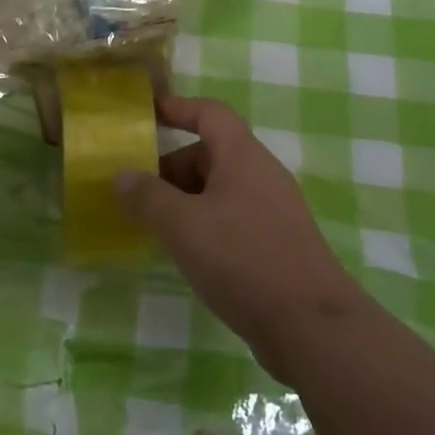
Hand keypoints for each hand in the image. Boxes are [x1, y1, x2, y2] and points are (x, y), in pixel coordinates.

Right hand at [113, 95, 368, 379]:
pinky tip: (188, 254)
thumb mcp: (183, 225)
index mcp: (242, 156)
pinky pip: (233, 218)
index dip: (177, 107)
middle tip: (137, 194)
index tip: (146, 113)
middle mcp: (261, 174)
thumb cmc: (243, 260)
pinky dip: (205, 224)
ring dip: (185, 200)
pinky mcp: (277, 243)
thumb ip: (148, 197)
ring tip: (155, 227)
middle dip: (172, 168)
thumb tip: (122, 175)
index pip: (209, 113)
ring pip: (220, 189)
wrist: (312, 326)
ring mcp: (273, 210)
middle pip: (211, 153)